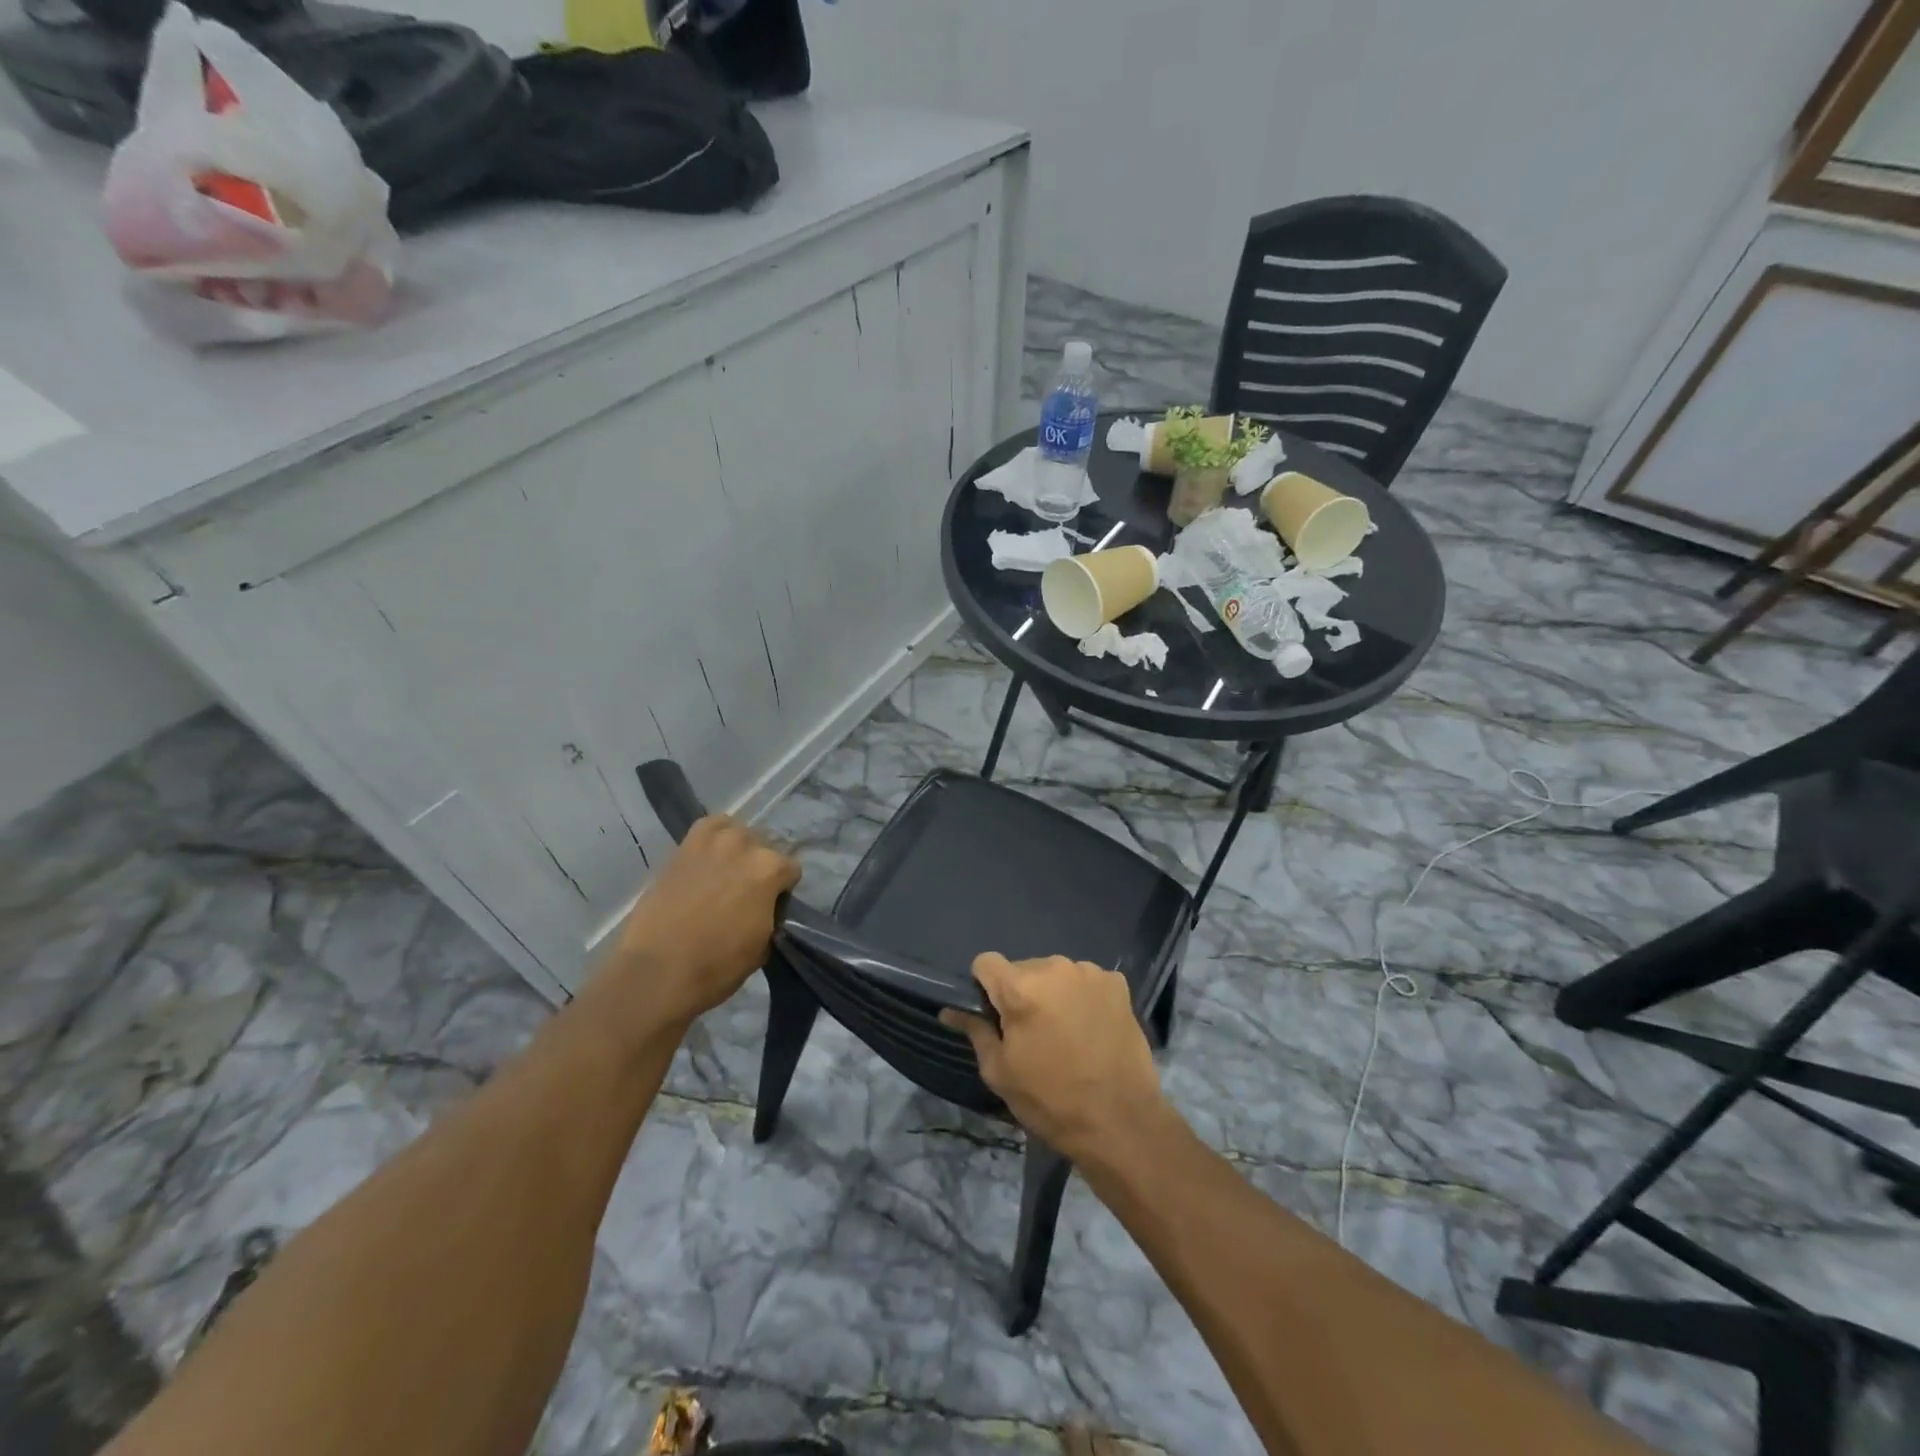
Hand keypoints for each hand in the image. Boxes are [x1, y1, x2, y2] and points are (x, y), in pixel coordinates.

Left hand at [600, 815, 799, 1030]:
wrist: (658, 971)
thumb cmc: (718, 966)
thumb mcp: (763, 945)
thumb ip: (770, 913)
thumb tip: (765, 907)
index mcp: (769, 870)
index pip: (789, 870)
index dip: (782, 890)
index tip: (771, 907)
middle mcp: (744, 846)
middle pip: (763, 848)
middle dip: (759, 868)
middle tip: (745, 893)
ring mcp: (711, 842)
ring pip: (735, 833)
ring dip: (736, 850)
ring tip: (725, 874)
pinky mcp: (682, 848)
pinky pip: (706, 829)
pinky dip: (712, 839)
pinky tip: (708, 858)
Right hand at [941, 953, 1164, 1162]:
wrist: (1121, 1121)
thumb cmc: (1051, 1100)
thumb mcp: (1001, 1072)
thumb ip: (975, 1032)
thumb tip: (949, 1011)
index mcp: (1020, 987)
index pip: (986, 962)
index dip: (984, 986)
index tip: (995, 1014)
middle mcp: (1054, 967)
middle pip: (1023, 968)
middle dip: (1021, 992)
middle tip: (1032, 1032)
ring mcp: (1089, 972)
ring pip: (1056, 973)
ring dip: (1053, 993)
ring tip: (1066, 1033)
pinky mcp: (1117, 984)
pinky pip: (1086, 981)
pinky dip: (1082, 997)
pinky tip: (1091, 1028)